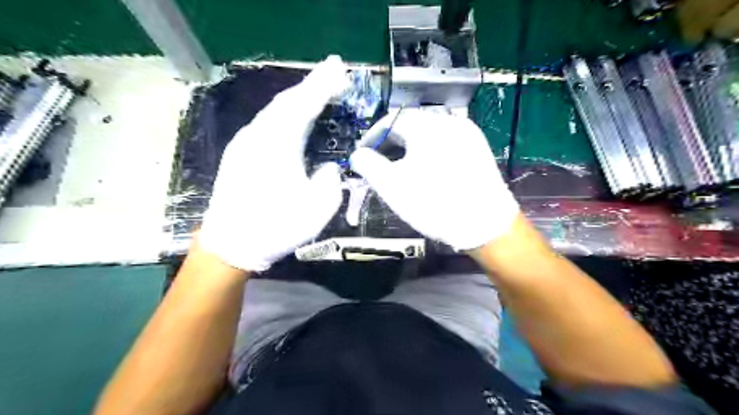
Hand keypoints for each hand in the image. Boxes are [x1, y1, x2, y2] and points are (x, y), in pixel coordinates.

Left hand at [199, 55, 349, 270]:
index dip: (323, 85)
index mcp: (279, 145)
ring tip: (317, 91)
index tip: (338, 67)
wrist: (231, 244)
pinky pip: (267, 122)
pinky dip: (285, 113)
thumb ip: (330, 181)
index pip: (304, 104)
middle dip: (311, 84)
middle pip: (287, 100)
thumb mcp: (318, 209)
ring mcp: (245, 142)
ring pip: (274, 110)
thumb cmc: (276, 228)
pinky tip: (294, 117)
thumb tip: (325, 167)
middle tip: (332, 71)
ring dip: (298, 97)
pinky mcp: (240, 152)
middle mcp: (259, 136)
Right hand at [349, 109, 514, 248]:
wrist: (485, 225)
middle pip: (411, 124)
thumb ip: (368, 165)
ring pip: (429, 133)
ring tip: (402, 168)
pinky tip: (428, 170)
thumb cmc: (434, 204)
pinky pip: (446, 141)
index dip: (372, 136)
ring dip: (410, 146)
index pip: (391, 119)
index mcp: (427, 127)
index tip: (363, 154)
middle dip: (391, 142)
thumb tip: (358, 154)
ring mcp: (468, 133)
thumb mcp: (392, 186)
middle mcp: (449, 122)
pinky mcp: (478, 147)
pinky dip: (429, 150)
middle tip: (381, 164)